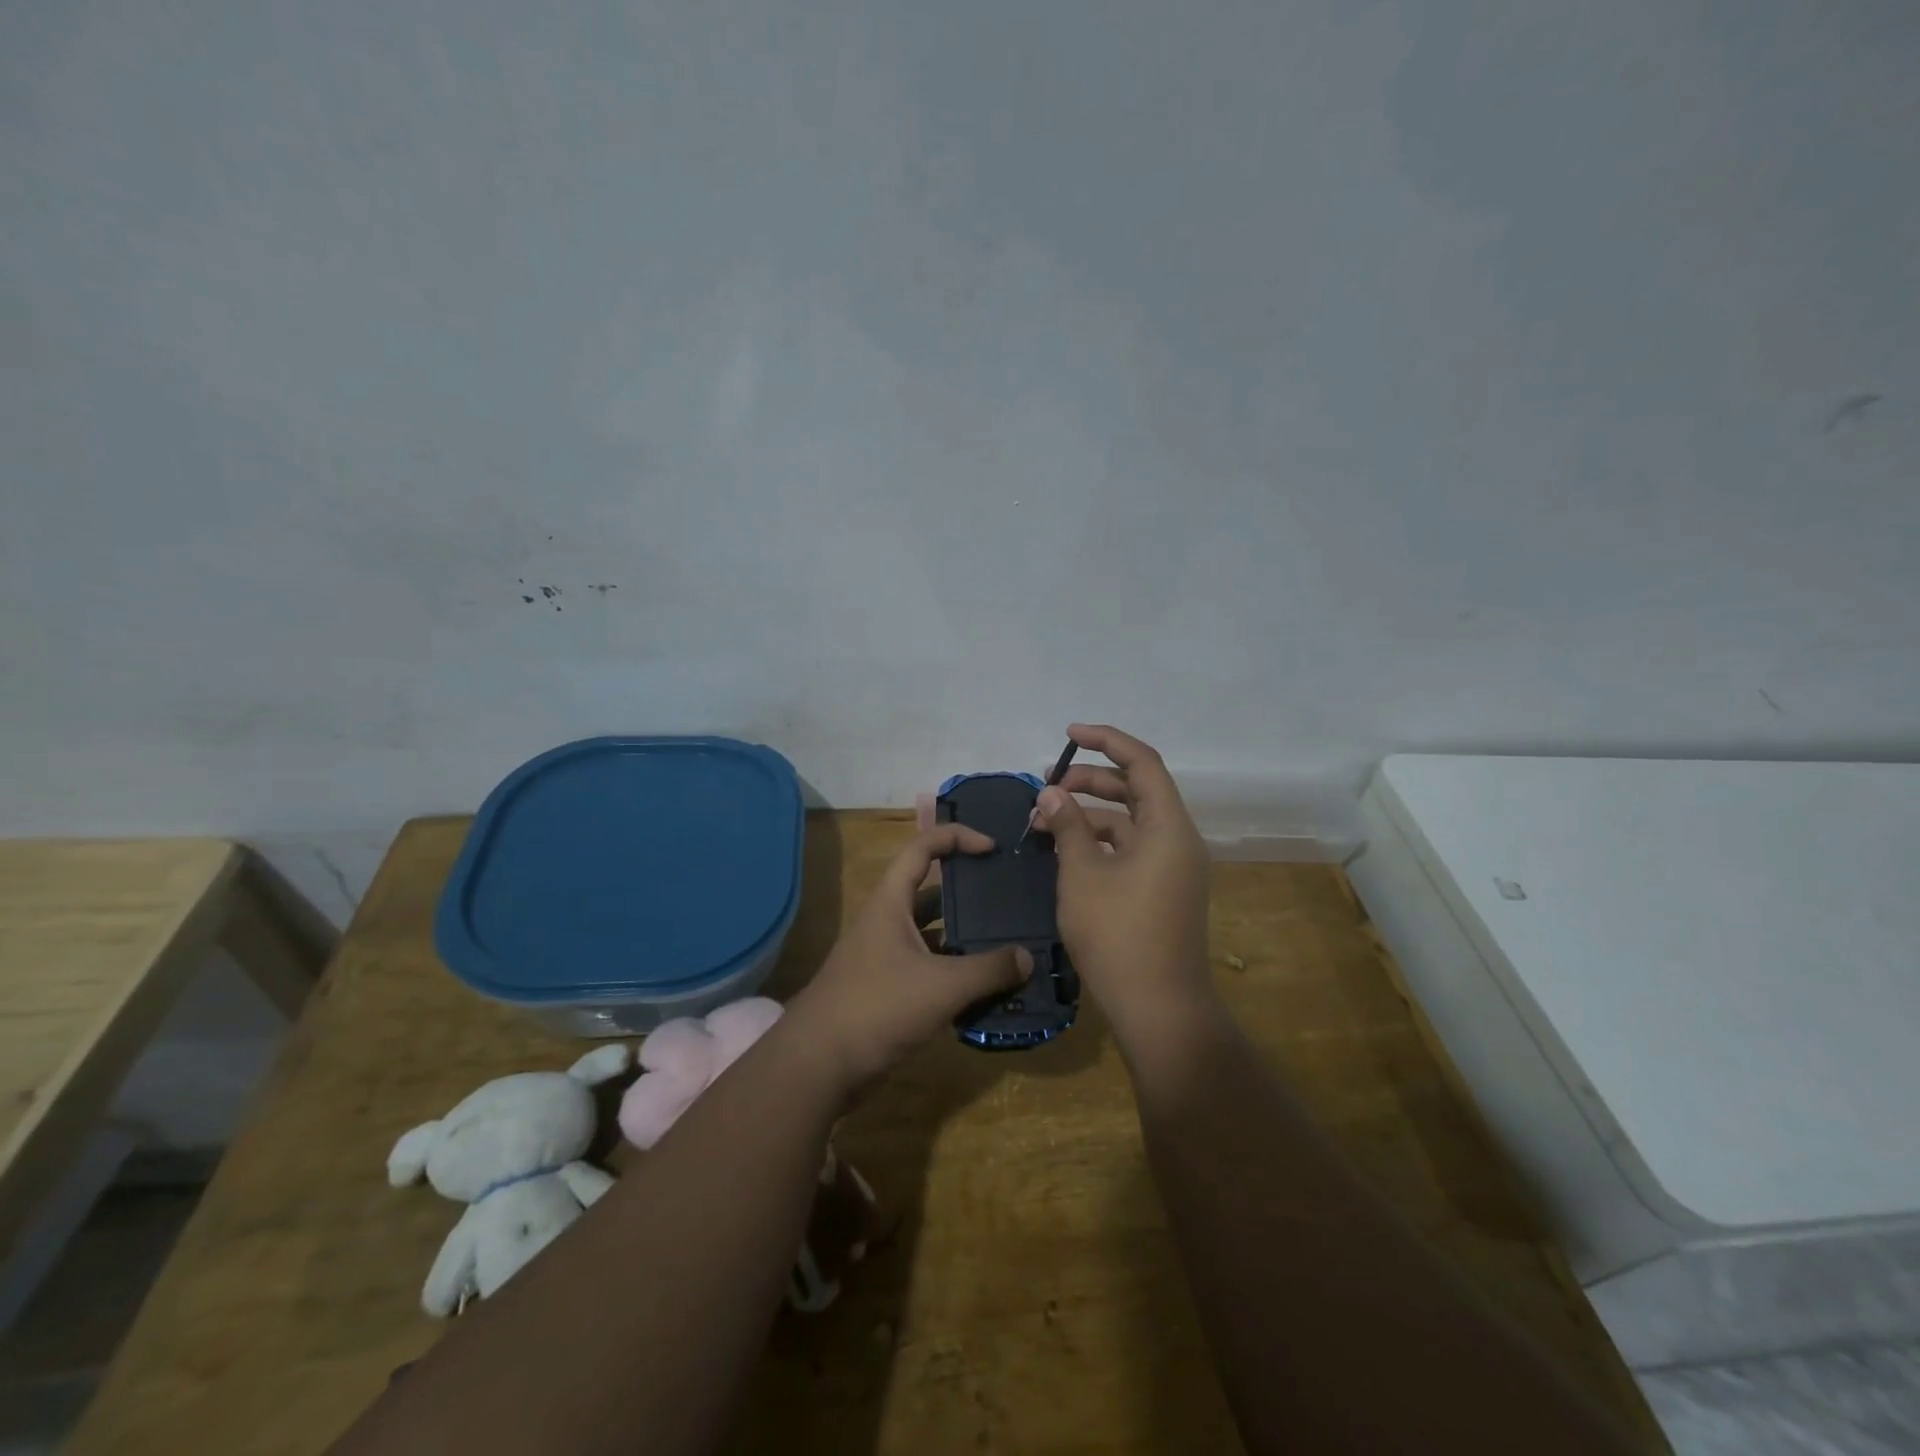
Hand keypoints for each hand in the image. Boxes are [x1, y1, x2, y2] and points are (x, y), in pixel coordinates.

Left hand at [785, 825, 1030, 1093]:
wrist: (818, 1065)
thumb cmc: (877, 1008)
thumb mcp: (941, 986)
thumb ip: (989, 970)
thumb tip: (1028, 958)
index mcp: (890, 902)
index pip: (923, 848)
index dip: (958, 837)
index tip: (993, 848)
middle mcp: (886, 921)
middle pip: (931, 892)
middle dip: (970, 893)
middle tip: (1010, 899)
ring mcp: (885, 957)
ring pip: (933, 935)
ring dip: (965, 939)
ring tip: (1010, 944)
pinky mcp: (887, 990)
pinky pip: (929, 970)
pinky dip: (956, 973)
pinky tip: (987, 989)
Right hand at [1034, 724, 1214, 1043]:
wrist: (1158, 1009)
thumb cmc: (1118, 935)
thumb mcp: (1082, 874)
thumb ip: (1067, 826)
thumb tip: (1051, 793)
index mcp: (1168, 828)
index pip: (1142, 763)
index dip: (1106, 741)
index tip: (1069, 734)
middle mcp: (1178, 841)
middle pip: (1136, 790)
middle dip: (1091, 780)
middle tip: (1046, 785)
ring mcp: (1173, 868)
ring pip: (1130, 823)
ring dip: (1090, 815)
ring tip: (1045, 822)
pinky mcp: (1163, 891)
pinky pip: (1131, 850)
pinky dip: (1100, 843)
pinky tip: (1065, 852)